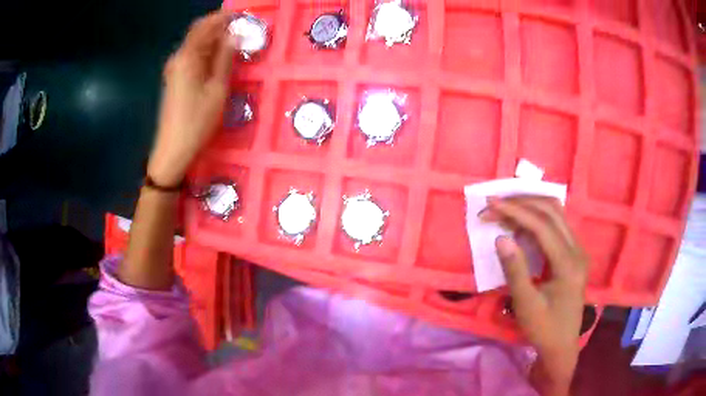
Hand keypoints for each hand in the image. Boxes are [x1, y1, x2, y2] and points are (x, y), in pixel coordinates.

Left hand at [148, 11, 233, 186]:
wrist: (172, 150)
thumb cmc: (197, 121)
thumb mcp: (217, 89)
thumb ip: (225, 59)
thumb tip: (233, 36)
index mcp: (187, 57)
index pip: (204, 26)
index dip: (222, 17)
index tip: (240, 14)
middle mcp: (178, 59)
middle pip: (198, 33)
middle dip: (217, 26)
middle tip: (240, 27)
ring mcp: (174, 70)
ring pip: (195, 45)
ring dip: (213, 39)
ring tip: (233, 41)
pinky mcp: (174, 80)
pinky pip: (192, 57)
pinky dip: (205, 52)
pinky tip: (218, 57)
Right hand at [482, 196, 587, 392]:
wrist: (562, 345)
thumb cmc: (544, 328)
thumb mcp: (526, 305)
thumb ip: (515, 270)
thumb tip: (500, 237)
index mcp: (569, 263)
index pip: (542, 225)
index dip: (515, 211)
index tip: (490, 205)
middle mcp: (577, 249)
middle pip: (552, 211)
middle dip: (521, 203)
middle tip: (494, 205)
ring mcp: (578, 250)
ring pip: (556, 213)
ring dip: (530, 206)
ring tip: (505, 208)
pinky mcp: (573, 253)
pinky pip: (557, 224)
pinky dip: (537, 217)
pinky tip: (521, 222)